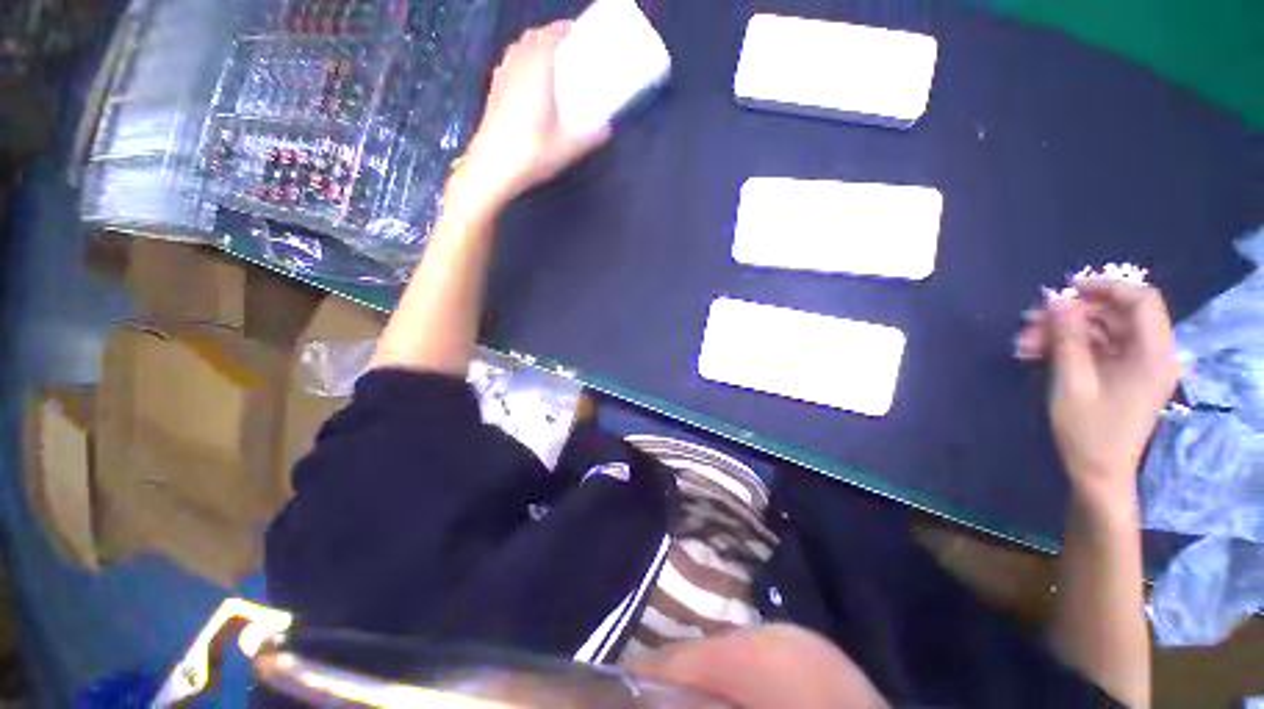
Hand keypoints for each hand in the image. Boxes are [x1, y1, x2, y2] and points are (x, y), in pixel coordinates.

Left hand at [456, 21, 610, 207]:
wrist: (492, 168)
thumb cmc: (531, 155)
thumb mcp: (566, 149)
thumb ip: (589, 138)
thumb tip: (607, 130)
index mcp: (537, 74)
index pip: (548, 37)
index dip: (562, 29)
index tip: (576, 31)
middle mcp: (517, 69)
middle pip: (531, 37)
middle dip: (548, 34)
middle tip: (566, 45)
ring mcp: (501, 79)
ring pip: (516, 48)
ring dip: (532, 45)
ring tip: (547, 58)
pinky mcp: (493, 93)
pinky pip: (507, 63)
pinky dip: (519, 59)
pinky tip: (526, 78)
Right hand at [1015, 280, 1179, 498]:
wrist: (1097, 472)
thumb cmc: (1088, 431)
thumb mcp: (1073, 382)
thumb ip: (1068, 338)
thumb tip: (1056, 300)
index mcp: (1153, 354)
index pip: (1141, 301)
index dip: (1106, 287)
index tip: (1066, 290)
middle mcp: (1151, 353)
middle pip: (1115, 314)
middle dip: (1071, 315)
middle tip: (1030, 322)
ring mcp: (1136, 364)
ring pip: (1100, 330)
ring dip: (1062, 331)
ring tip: (1024, 343)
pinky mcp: (1121, 374)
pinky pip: (1095, 347)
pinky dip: (1067, 346)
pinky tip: (1036, 353)